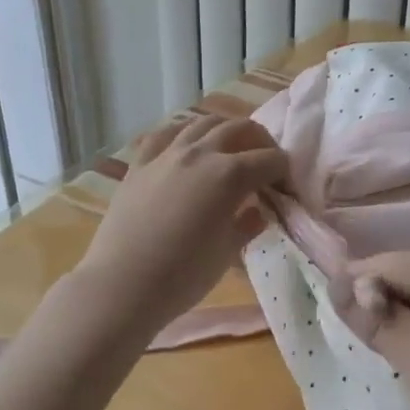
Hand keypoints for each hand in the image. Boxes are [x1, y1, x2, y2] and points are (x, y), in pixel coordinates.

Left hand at [74, 114, 287, 335]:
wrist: (123, 286)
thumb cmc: (184, 276)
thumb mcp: (227, 253)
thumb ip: (248, 225)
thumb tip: (259, 211)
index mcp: (231, 176)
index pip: (270, 160)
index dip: (284, 170)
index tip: (286, 185)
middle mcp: (201, 153)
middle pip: (240, 129)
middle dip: (261, 141)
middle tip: (265, 162)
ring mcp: (167, 154)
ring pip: (202, 123)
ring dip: (224, 130)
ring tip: (230, 148)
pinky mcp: (139, 164)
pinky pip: (165, 134)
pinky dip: (183, 133)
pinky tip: (187, 144)